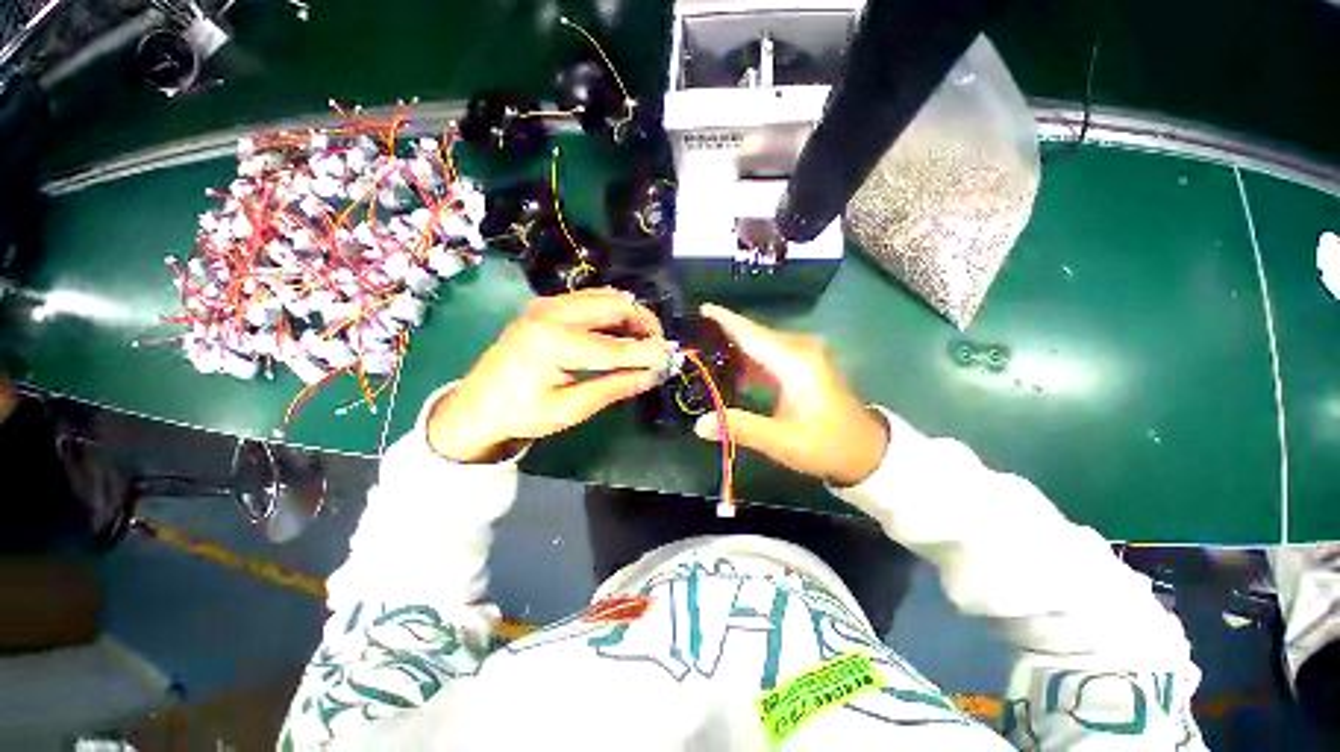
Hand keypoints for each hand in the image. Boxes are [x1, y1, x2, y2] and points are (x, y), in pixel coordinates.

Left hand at [427, 288, 666, 461]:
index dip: (648, 353)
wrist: (476, 406)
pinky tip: (619, 334)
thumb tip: (654, 374)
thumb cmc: (522, 414)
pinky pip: (592, 299)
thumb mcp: (571, 409)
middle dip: (645, 324)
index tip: (671, 360)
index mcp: (553, 343)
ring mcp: (547, 304)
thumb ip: (616, 387)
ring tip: (643, 342)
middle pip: (615, 305)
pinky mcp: (546, 305)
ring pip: (606, 297)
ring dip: (631, 316)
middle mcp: (551, 313)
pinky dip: (613, 313)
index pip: (616, 346)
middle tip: (659, 348)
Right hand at [693, 304, 888, 486]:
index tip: (698, 308)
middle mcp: (798, 350)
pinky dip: (743, 359)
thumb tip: (699, 424)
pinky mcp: (799, 366)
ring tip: (698, 350)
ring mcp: (800, 356)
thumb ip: (741, 428)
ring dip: (730, 346)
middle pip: (752, 334)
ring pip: (757, 344)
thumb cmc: (828, 445)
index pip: (752, 333)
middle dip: (720, 333)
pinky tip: (724, 368)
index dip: (724, 320)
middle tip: (687, 338)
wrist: (865, 451)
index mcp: (795, 362)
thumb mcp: (783, 441)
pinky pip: (765, 355)